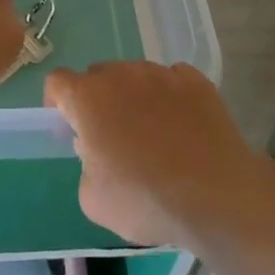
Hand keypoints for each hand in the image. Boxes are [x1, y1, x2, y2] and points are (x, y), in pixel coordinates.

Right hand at [45, 61, 269, 251]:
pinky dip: (170, 97)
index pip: (58, 82)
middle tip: (111, 136)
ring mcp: (161, 73)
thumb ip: (85, 166)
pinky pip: (172, 80)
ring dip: (134, 96)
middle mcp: (122, 74)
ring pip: (136, 76)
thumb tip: (97, 154)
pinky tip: (182, 127)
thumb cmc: (146, 200)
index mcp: (88, 98)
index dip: (57, 101)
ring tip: (153, 133)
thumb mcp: (93, 200)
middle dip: (98, 100)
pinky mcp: (196, 81)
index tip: (68, 125)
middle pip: (98, 75)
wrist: (217, 197)